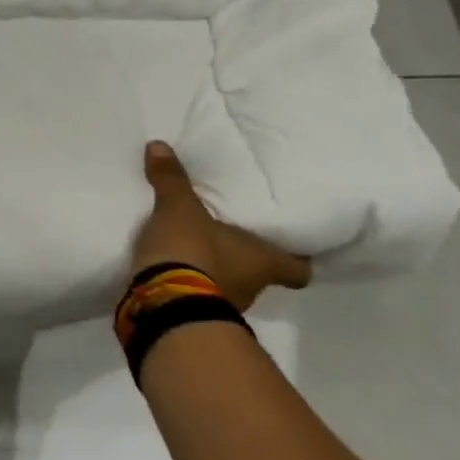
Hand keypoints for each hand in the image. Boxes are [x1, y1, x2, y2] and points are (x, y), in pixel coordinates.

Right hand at [132, 141, 311, 311]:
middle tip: (230, 235)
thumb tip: (159, 145)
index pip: (299, 269)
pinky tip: (172, 267)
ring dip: (214, 271)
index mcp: (263, 262)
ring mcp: (224, 306)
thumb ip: (172, 179)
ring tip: (194, 248)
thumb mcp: (178, 208)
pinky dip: (188, 283)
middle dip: (245, 258)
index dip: (297, 258)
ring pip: (228, 284)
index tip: (293, 246)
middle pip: (260, 274)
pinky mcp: (193, 315)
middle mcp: (252, 287)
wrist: (163, 305)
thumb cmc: (192, 252)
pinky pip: (197, 294)